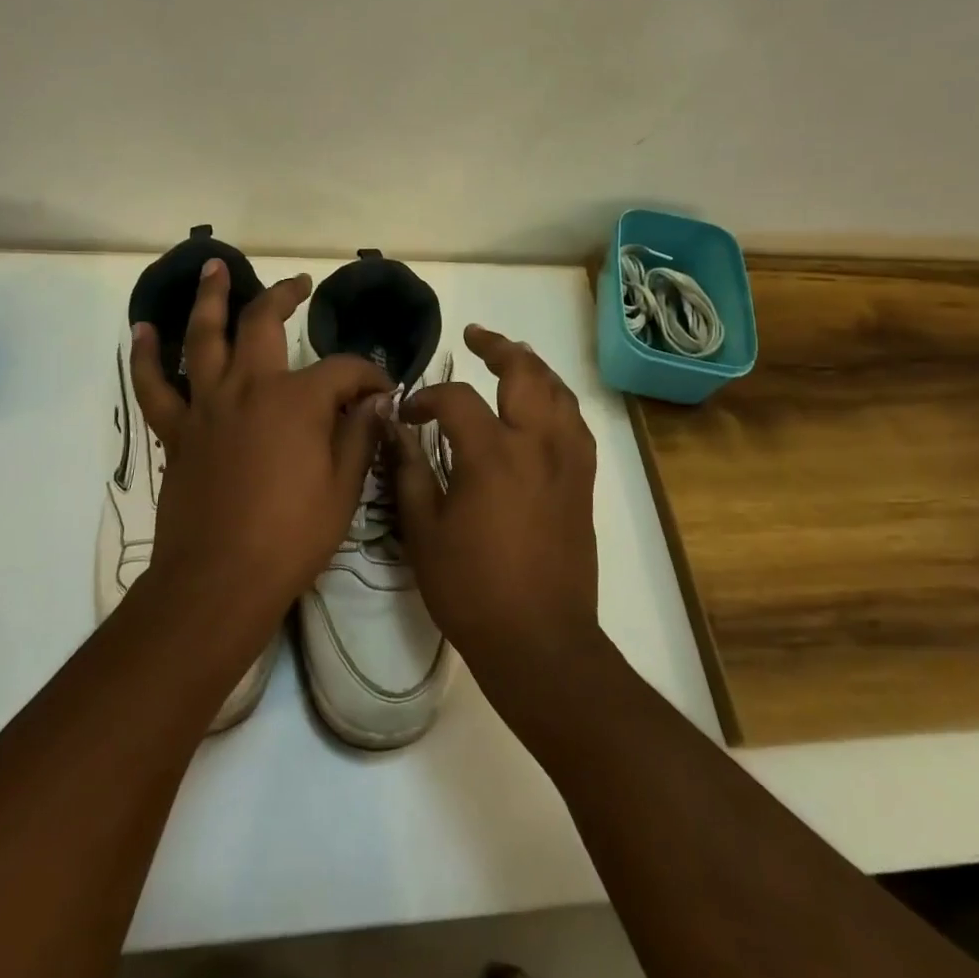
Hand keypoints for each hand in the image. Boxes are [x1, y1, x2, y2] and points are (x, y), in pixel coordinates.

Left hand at [130, 260, 392, 626]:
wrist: (219, 581)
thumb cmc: (292, 536)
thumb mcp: (344, 488)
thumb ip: (359, 434)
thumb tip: (374, 400)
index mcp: (297, 400)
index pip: (343, 369)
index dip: (368, 374)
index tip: (383, 391)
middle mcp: (249, 387)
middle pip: (264, 323)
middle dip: (285, 296)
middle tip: (298, 283)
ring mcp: (207, 405)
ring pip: (204, 337)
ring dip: (210, 299)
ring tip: (213, 267)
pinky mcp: (178, 431)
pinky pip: (155, 386)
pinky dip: (146, 356)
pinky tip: (143, 330)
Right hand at [389, 324, 600, 682]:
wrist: (540, 641)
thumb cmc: (472, 589)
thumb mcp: (424, 531)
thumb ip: (409, 471)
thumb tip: (394, 429)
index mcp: (492, 454)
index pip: (457, 399)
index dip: (428, 398)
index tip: (408, 414)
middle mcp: (537, 444)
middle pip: (525, 372)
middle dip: (499, 347)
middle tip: (476, 336)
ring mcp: (568, 461)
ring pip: (558, 392)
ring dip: (533, 367)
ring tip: (512, 357)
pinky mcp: (584, 482)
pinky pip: (575, 423)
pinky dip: (557, 401)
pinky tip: (544, 406)